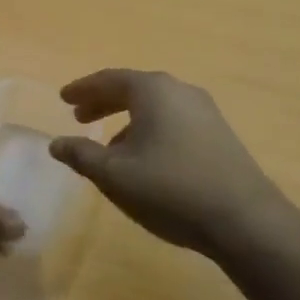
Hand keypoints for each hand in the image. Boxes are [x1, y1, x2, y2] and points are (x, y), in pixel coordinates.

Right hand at [48, 68, 287, 255]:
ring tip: (108, 144)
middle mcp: (180, 91)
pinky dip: (150, 129)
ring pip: (155, 106)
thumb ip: (81, 155)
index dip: (83, 90)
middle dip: (104, 102)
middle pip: (133, 89)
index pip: (109, 80)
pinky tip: (145, 159)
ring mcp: (205, 112)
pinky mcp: (220, 135)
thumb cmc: (170, 188)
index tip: (63, 98)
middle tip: (79, 116)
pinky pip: (174, 121)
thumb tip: (56, 143)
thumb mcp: (114, 175)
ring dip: (127, 119)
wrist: (244, 219)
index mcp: (152, 90)